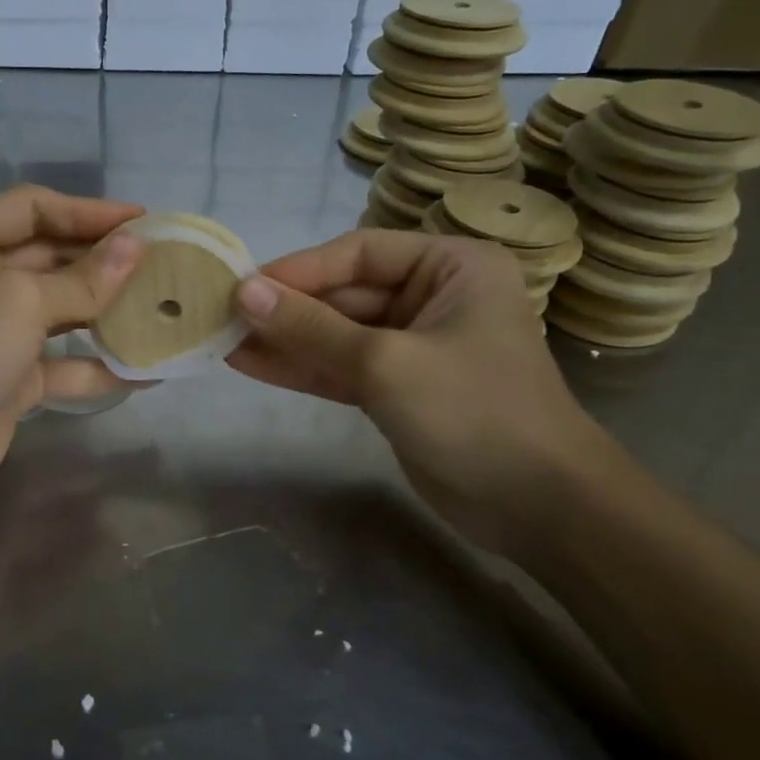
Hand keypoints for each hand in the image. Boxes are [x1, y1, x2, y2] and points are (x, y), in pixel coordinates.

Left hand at [0, 186, 143, 525]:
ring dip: (107, 312)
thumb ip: (82, 279)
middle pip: (49, 258)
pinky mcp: (10, 380)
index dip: (87, 211)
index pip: (31, 210)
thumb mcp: (19, 302)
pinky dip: (99, 367)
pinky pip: (62, 364)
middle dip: (103, 262)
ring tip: (161, 309)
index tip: (143, 221)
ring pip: (60, 312)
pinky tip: (146, 370)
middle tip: (162, 264)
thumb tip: (136, 248)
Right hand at [227, 229, 617, 555]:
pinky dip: (301, 368)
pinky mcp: (397, 387)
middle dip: (286, 310)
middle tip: (223, 319)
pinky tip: (250, 365)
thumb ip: (312, 328)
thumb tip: (244, 293)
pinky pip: (341, 367)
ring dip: (285, 340)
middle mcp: (432, 297)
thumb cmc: (474, 411)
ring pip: (337, 334)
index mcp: (450, 266)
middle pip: (343, 295)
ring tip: (224, 342)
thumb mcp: (385, 362)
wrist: (537, 506)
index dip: (298, 270)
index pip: (358, 253)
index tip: (243, 288)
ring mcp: (413, 345)